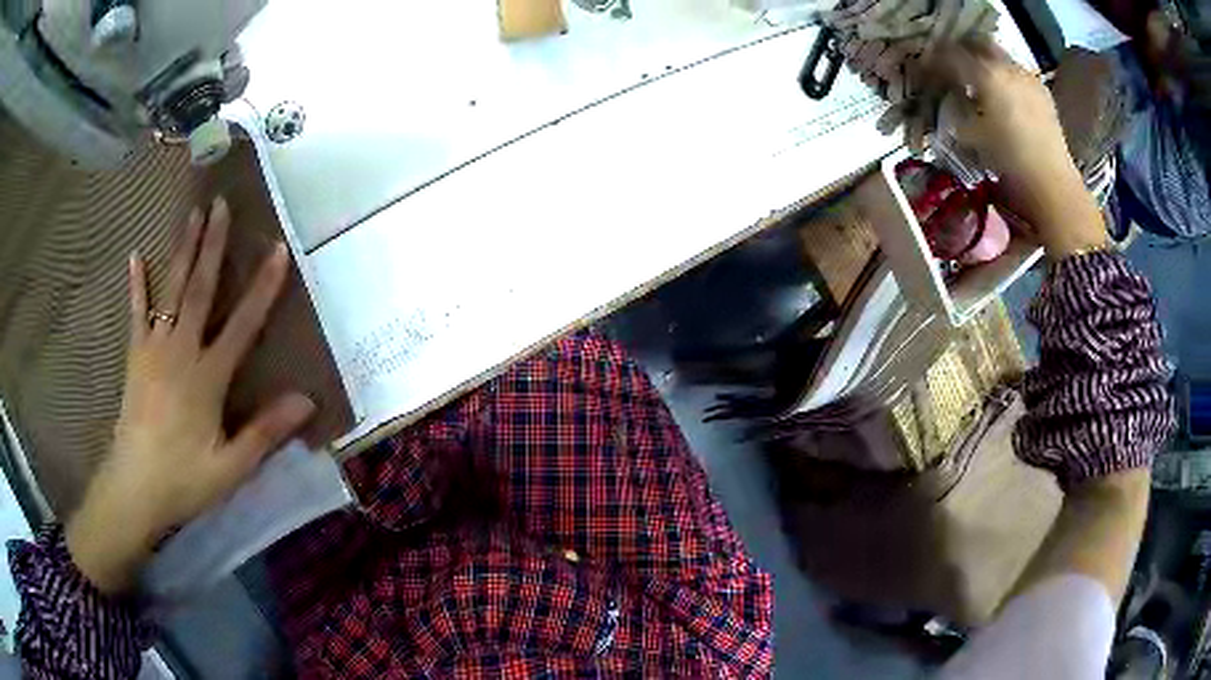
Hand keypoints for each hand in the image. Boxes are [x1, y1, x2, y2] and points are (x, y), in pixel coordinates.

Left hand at [65, 197, 315, 594]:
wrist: (133, 489)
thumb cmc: (183, 480)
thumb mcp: (231, 467)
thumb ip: (265, 432)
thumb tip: (306, 400)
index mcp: (206, 378)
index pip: (241, 325)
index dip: (262, 287)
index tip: (278, 249)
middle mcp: (180, 352)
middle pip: (199, 290)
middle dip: (212, 245)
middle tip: (221, 204)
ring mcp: (154, 350)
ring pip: (171, 290)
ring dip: (183, 250)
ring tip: (193, 214)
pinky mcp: (135, 357)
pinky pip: (137, 313)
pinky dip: (137, 284)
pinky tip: (136, 255)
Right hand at [924, 40, 1108, 256]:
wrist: (1053, 185)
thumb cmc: (1009, 162)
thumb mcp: (972, 138)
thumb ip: (957, 111)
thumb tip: (949, 102)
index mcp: (986, 74)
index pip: (950, 55)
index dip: (934, 61)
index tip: (924, 71)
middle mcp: (1007, 67)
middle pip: (977, 44)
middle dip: (962, 51)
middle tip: (951, 66)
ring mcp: (1028, 78)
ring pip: (999, 56)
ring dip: (985, 64)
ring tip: (978, 81)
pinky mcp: (1042, 92)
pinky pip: (1017, 73)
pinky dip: (1005, 77)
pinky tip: (1003, 95)